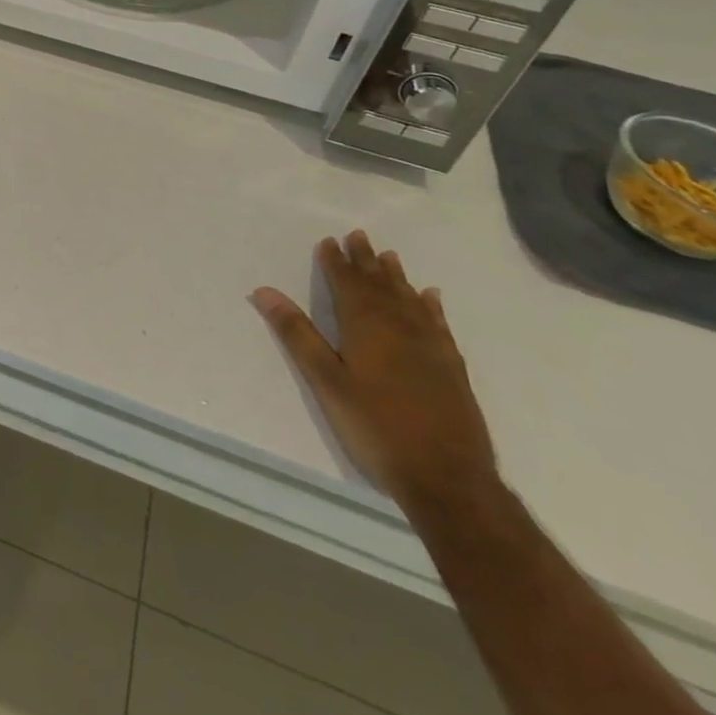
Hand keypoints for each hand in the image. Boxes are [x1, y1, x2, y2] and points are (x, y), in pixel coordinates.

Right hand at [252, 231, 499, 514]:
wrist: (449, 479)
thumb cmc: (376, 427)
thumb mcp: (325, 381)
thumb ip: (297, 334)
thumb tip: (264, 291)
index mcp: (366, 327)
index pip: (347, 284)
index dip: (336, 262)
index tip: (329, 240)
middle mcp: (400, 327)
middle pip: (379, 285)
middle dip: (366, 260)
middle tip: (358, 235)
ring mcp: (430, 347)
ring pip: (409, 300)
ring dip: (396, 276)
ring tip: (389, 256)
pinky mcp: (451, 368)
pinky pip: (438, 324)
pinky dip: (431, 306)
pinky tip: (430, 297)